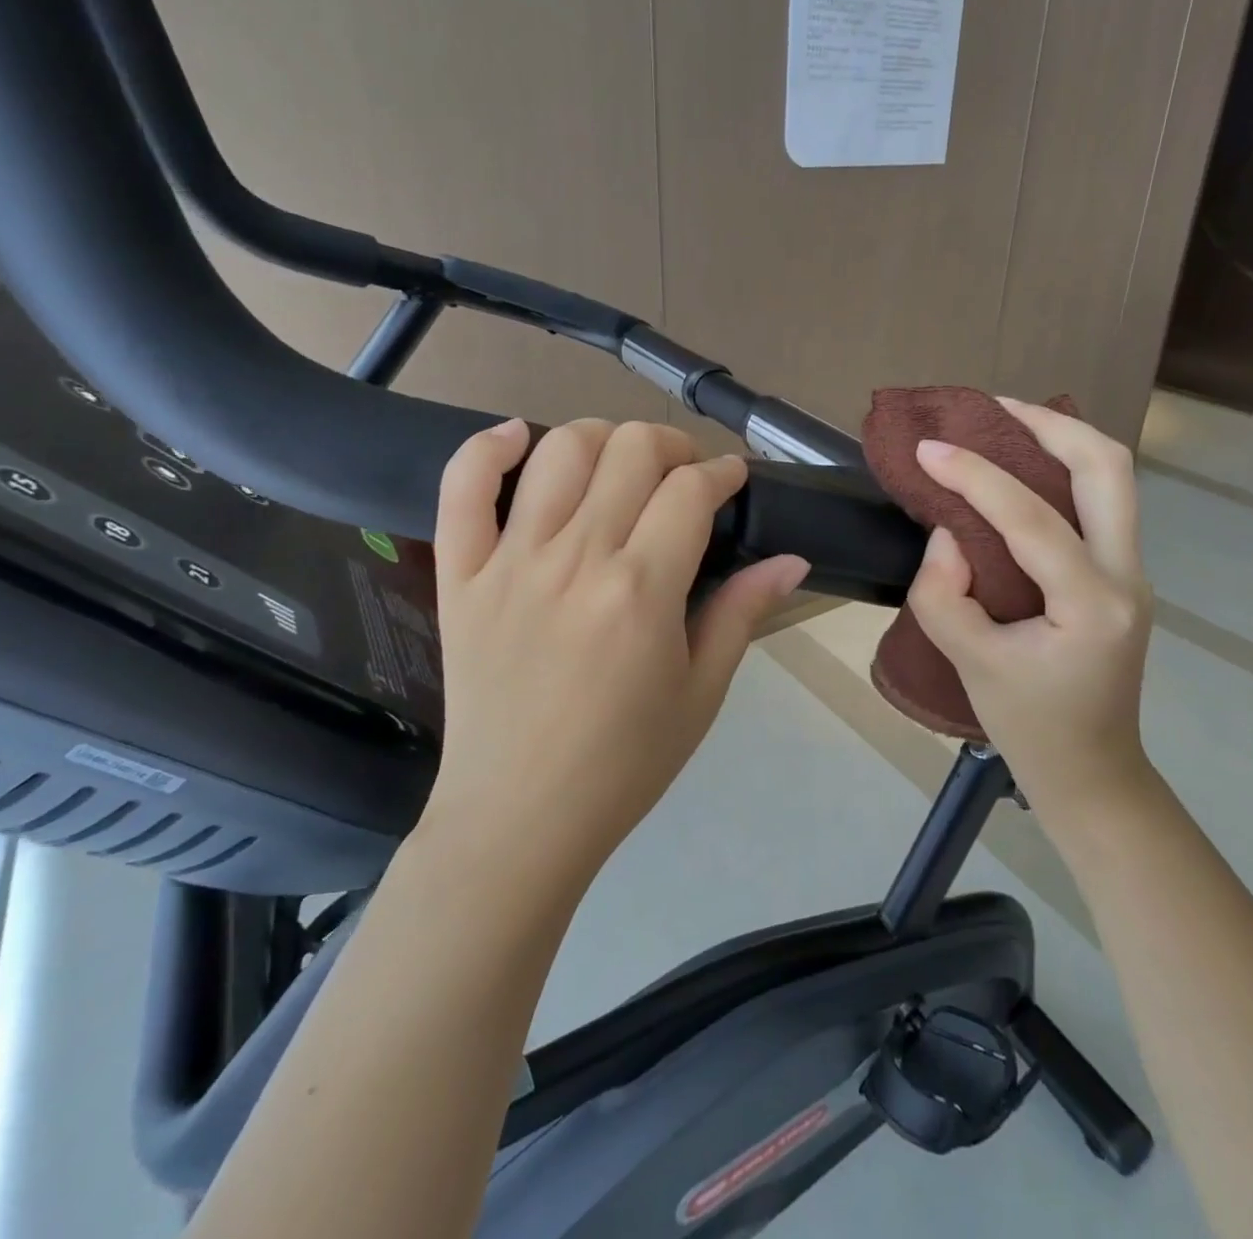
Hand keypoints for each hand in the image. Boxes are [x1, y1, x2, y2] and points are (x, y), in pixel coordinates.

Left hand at [422, 418, 809, 890]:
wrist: (520, 817)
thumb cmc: (624, 763)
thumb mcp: (701, 692)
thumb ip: (743, 614)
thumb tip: (793, 559)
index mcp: (641, 590)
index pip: (690, 491)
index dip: (722, 473)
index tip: (732, 481)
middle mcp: (576, 558)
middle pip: (630, 451)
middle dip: (671, 446)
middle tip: (683, 475)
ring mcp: (510, 562)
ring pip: (557, 451)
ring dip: (601, 437)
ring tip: (618, 462)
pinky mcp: (460, 575)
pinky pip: (460, 487)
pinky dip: (487, 447)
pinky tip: (517, 437)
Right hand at [904, 398, 1153, 823]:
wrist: (1092, 772)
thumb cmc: (1031, 727)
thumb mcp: (970, 663)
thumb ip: (944, 594)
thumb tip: (948, 535)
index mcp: (1092, 604)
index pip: (1032, 518)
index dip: (976, 475)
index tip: (929, 448)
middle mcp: (1127, 576)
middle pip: (1109, 468)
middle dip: (1051, 423)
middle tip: (992, 407)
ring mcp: (1132, 574)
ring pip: (1113, 479)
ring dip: (1062, 440)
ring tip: (1006, 421)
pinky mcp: (1119, 577)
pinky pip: (1097, 505)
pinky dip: (1062, 472)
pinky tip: (1020, 470)